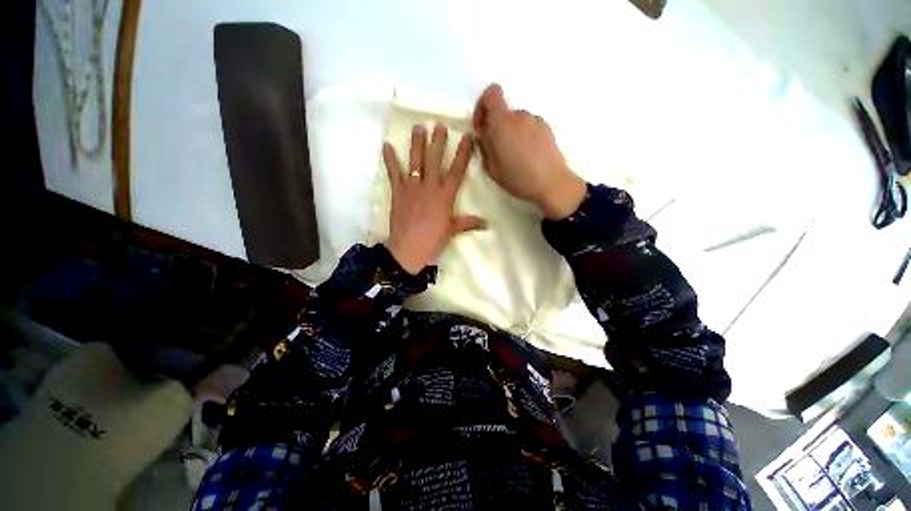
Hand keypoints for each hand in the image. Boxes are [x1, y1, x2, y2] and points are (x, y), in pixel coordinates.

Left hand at [383, 124, 484, 274]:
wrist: (409, 249)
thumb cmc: (433, 240)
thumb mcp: (452, 231)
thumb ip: (468, 223)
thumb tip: (487, 224)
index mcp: (445, 195)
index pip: (457, 170)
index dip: (463, 153)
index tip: (467, 136)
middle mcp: (430, 186)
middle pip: (435, 159)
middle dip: (438, 141)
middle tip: (439, 125)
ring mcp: (413, 187)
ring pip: (416, 161)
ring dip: (417, 143)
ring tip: (418, 127)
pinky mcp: (398, 191)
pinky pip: (394, 173)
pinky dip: (390, 159)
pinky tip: (386, 145)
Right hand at [472, 84, 585, 219]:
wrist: (552, 183)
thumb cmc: (518, 178)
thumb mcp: (492, 168)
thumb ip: (484, 147)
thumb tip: (481, 134)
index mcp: (503, 123)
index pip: (492, 94)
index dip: (482, 106)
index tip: (481, 127)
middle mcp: (520, 116)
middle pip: (503, 113)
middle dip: (496, 127)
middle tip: (496, 150)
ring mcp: (535, 120)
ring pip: (516, 121)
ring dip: (510, 133)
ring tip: (513, 156)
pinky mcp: (546, 127)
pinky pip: (528, 126)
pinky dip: (523, 136)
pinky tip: (527, 155)